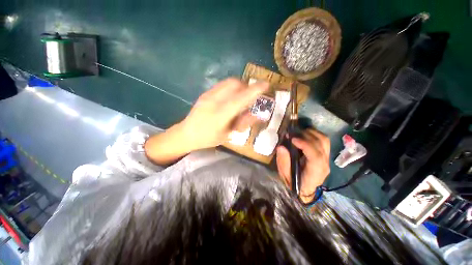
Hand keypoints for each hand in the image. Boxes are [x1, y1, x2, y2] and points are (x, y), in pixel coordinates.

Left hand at [145, 78, 268, 164]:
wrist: (186, 133)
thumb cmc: (209, 138)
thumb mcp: (228, 134)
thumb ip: (243, 123)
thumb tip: (257, 114)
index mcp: (220, 115)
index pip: (240, 98)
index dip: (255, 90)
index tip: (266, 85)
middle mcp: (214, 101)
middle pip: (235, 84)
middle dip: (247, 87)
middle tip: (250, 96)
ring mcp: (208, 95)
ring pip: (229, 82)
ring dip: (240, 86)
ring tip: (241, 97)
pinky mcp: (205, 92)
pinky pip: (223, 84)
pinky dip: (232, 87)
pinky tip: (230, 98)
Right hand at [276, 129, 330, 202]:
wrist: (306, 189)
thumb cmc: (295, 183)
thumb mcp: (285, 175)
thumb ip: (283, 162)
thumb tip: (281, 147)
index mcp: (315, 172)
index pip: (315, 156)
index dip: (305, 145)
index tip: (292, 139)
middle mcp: (324, 163)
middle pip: (322, 144)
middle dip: (306, 136)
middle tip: (292, 135)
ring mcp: (327, 158)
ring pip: (324, 140)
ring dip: (311, 133)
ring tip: (298, 133)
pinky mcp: (325, 155)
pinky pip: (323, 141)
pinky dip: (314, 135)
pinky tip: (304, 136)